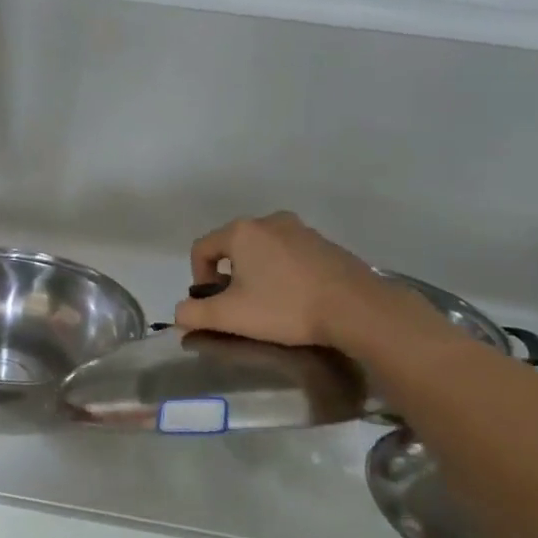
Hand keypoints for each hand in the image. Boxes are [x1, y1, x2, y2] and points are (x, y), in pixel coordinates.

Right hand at [172, 212, 445, 357]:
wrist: (357, 308)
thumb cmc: (285, 307)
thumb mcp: (231, 316)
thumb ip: (194, 314)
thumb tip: (180, 314)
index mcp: (242, 232)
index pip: (202, 248)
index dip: (198, 278)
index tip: (212, 305)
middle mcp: (270, 221)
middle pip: (233, 247)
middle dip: (228, 276)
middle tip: (238, 307)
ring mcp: (301, 230)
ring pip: (263, 251)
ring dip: (256, 274)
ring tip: (267, 305)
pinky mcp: (325, 244)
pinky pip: (290, 255)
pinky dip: (283, 273)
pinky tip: (295, 299)